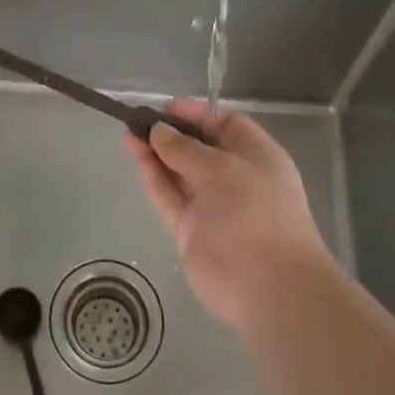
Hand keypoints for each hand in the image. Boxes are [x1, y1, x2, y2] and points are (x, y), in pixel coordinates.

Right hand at [125, 99, 333, 331]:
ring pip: (179, 173)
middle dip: (170, 134)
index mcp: (257, 157)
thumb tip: (158, 130)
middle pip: (199, 148)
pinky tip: (138, 160)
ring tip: (128, 136)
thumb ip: (184, 148)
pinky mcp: (191, 231)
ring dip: (156, 154)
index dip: (197, 114)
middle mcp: (235, 178)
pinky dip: (154, 180)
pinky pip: (170, 198)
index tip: (166, 108)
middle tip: (137, 120)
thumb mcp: (221, 168)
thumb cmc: (255, 212)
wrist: (267, 286)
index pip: (226, 125)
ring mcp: (212, 206)